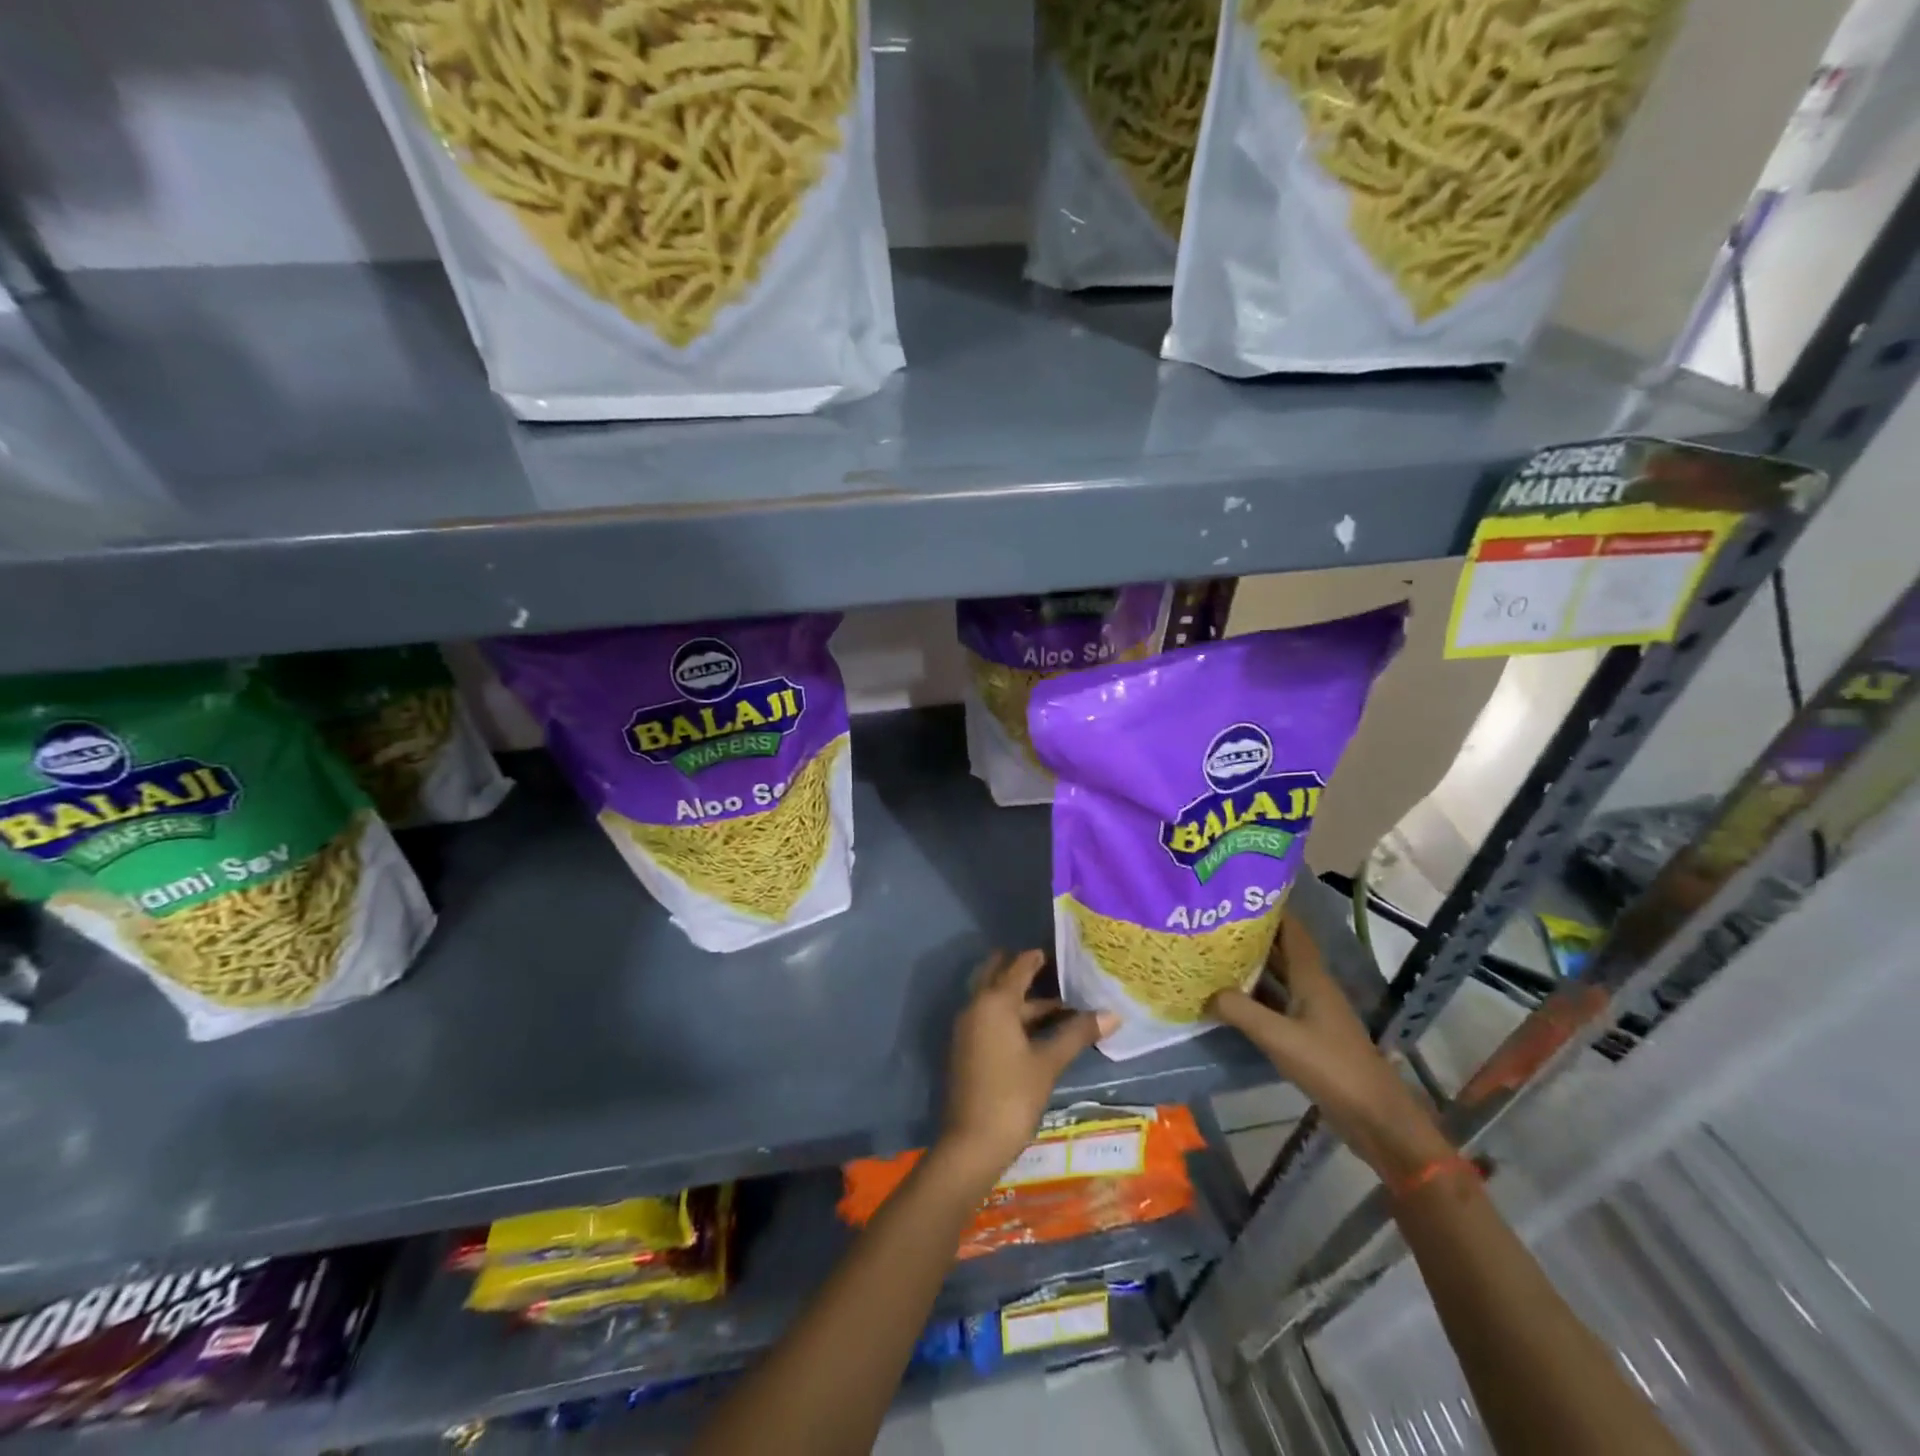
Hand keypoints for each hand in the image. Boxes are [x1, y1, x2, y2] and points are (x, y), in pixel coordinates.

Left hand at [938, 950, 1116, 1184]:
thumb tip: (1112, 1014)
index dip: (1036, 958)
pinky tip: (1036, 1031)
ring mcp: (968, 1028)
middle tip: (1053, 970)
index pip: (1017, 967)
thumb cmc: (1012, 1096)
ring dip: (1021, 999)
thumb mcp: (1048, 1063)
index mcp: (994, 1002)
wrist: (971, 1143)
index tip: (1057, 951)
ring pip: (995, 1001)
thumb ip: (1077, 1034)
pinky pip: (990, 1018)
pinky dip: (1011, 1016)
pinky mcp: (967, 1048)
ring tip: (1057, 1005)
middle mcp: (976, 1006)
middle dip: (1022, 972)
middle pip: (998, 977)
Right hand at [1210, 917, 1452, 1182]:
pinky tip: (1228, 998)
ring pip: (1277, 978)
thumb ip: (1241, 1011)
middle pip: (1281, 951)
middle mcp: (1313, 987)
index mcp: (1312, 977)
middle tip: (1213, 922)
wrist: (1374, 1117)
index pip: (1292, 931)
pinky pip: (1275, 1004)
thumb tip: (1207, 992)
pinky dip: (1254, 996)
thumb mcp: (1279, 1037)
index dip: (1270, 909)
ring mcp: (1311, 1012)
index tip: (1237, 894)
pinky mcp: (1308, 1035)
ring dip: (1250, 966)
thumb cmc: (1330, 1067)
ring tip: (1213, 953)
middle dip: (1252, 936)